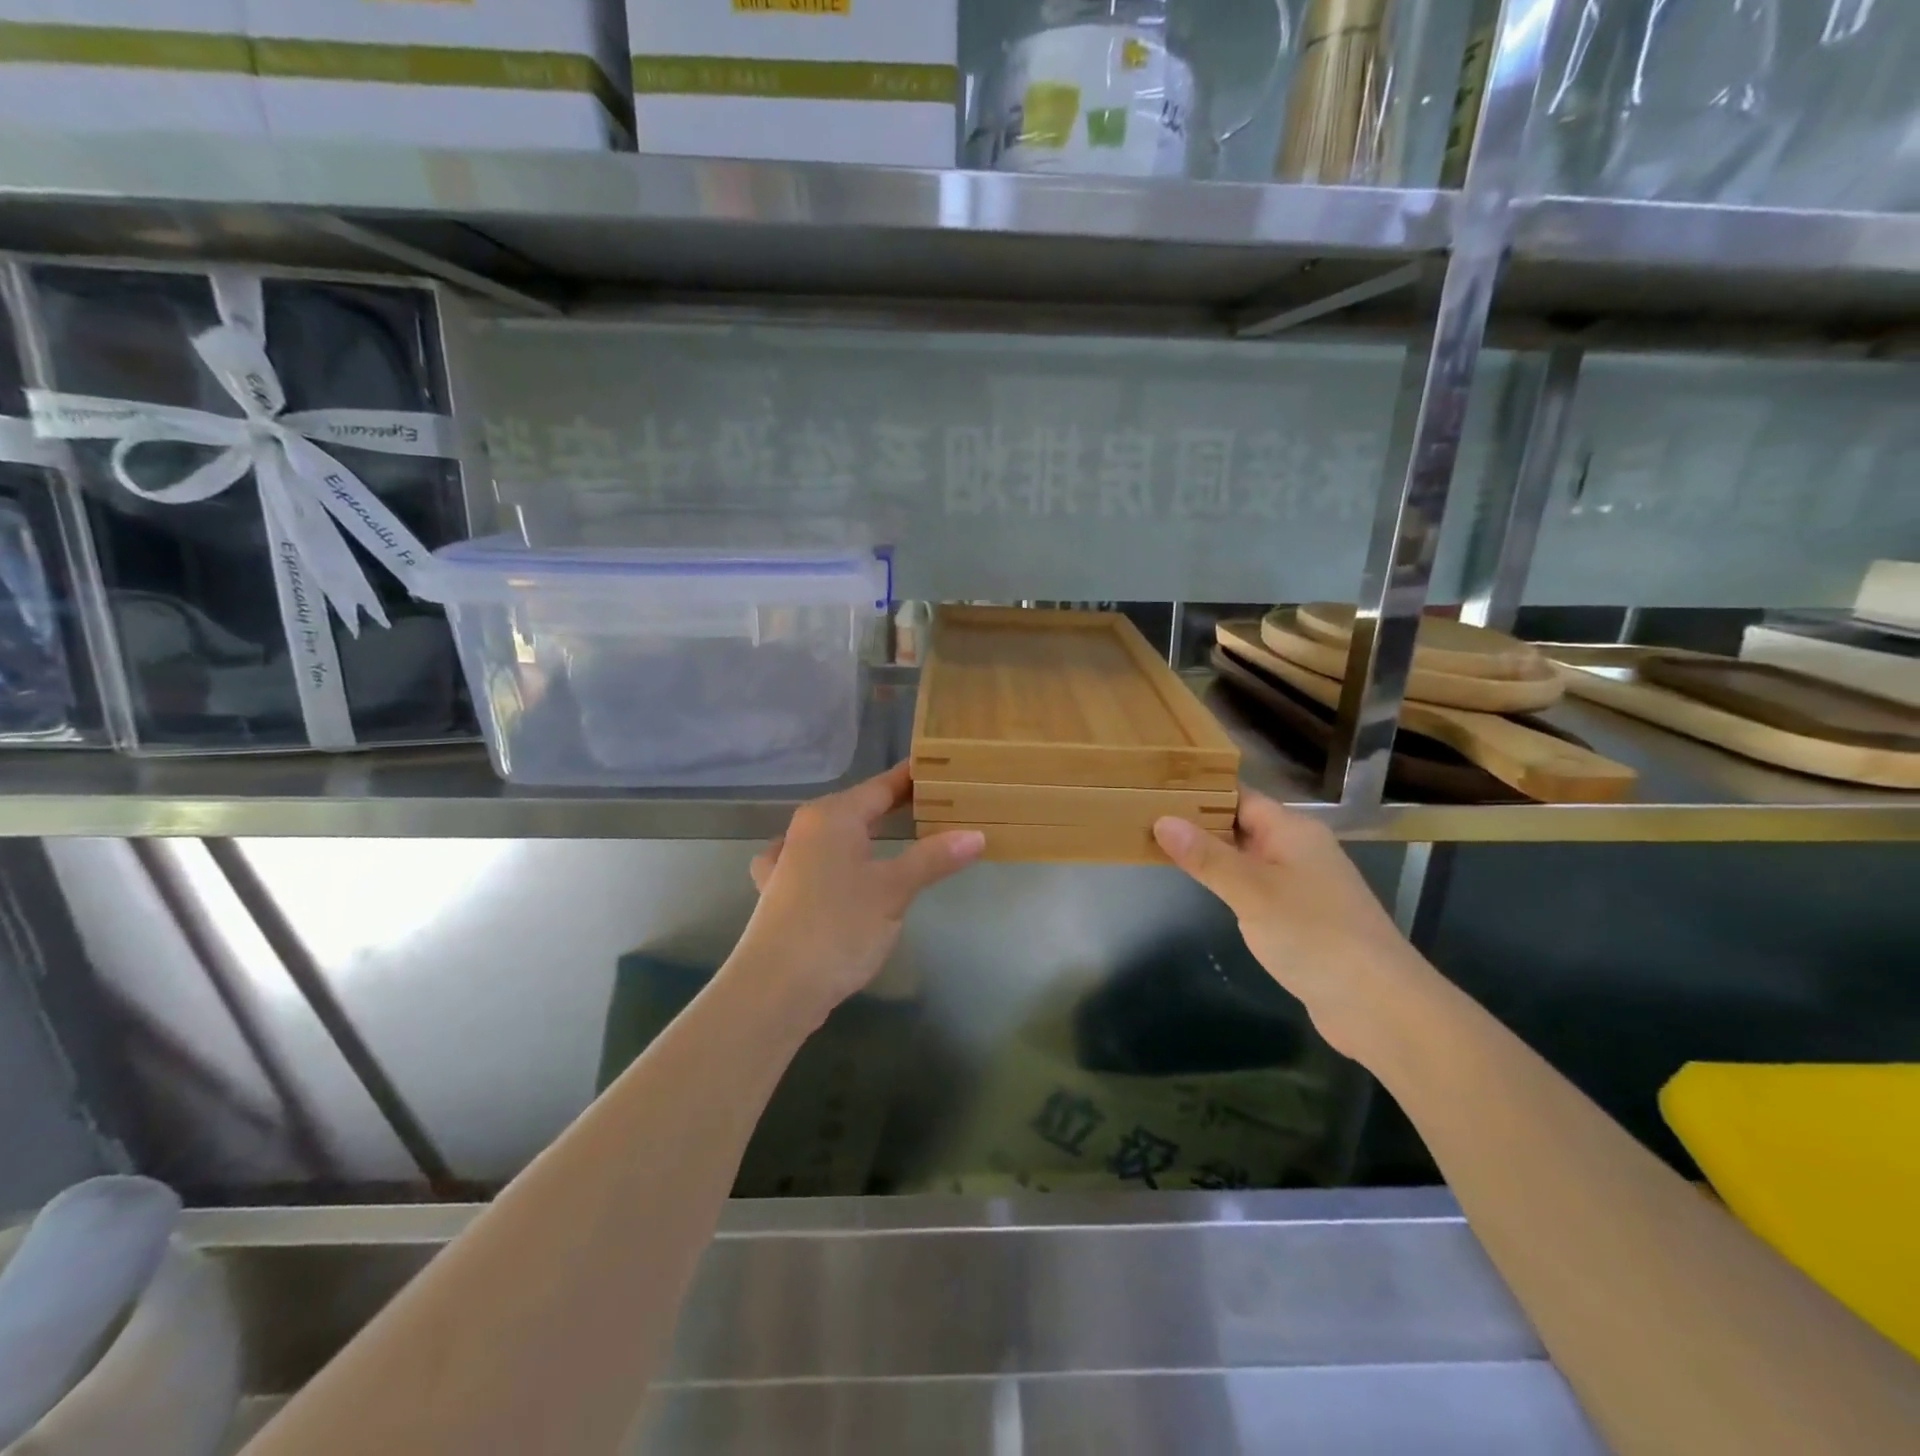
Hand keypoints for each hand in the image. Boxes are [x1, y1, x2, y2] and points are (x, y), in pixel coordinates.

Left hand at [730, 762, 984, 1029]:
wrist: (775, 988)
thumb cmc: (838, 928)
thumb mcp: (894, 891)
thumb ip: (933, 858)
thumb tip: (976, 834)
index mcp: (832, 816)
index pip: (881, 786)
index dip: (911, 779)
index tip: (941, 770)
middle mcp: (805, 829)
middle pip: (857, 807)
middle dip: (893, 805)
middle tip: (936, 805)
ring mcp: (786, 860)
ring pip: (834, 833)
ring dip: (864, 831)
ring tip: (893, 833)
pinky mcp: (778, 891)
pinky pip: (814, 860)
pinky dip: (834, 858)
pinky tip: (834, 869)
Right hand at [1153, 793, 1434, 1059]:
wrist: (1380, 1005)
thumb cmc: (1314, 935)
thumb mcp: (1252, 892)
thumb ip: (1207, 857)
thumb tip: (1162, 820)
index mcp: (1292, 831)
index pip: (1238, 796)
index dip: (1199, 791)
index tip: (1154, 789)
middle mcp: (1298, 849)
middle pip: (1241, 824)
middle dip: (1198, 822)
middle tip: (1144, 817)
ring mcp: (1302, 884)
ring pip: (1247, 858)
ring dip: (1211, 854)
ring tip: (1159, 846)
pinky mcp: (1301, 917)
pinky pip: (1256, 887)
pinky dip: (1228, 883)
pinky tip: (1202, 889)